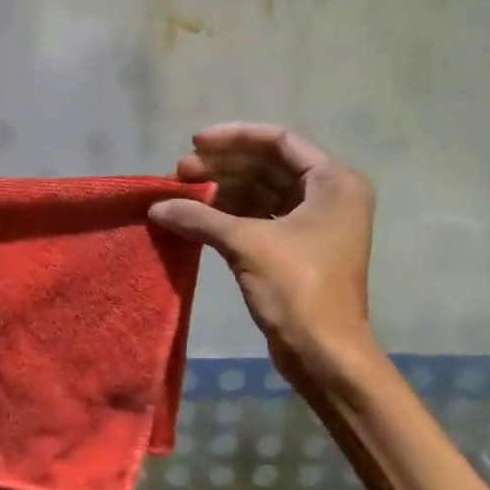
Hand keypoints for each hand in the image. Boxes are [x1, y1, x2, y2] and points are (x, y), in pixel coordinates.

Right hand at [148, 123, 375, 381]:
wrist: (324, 352)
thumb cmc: (298, 288)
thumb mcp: (246, 245)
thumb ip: (199, 217)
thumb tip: (157, 206)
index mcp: (332, 182)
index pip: (279, 140)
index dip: (234, 137)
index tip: (193, 144)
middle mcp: (328, 194)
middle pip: (267, 164)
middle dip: (221, 166)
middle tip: (178, 173)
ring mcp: (313, 222)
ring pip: (260, 191)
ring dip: (221, 190)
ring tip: (180, 194)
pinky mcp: (296, 247)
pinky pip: (258, 216)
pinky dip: (227, 214)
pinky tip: (195, 216)